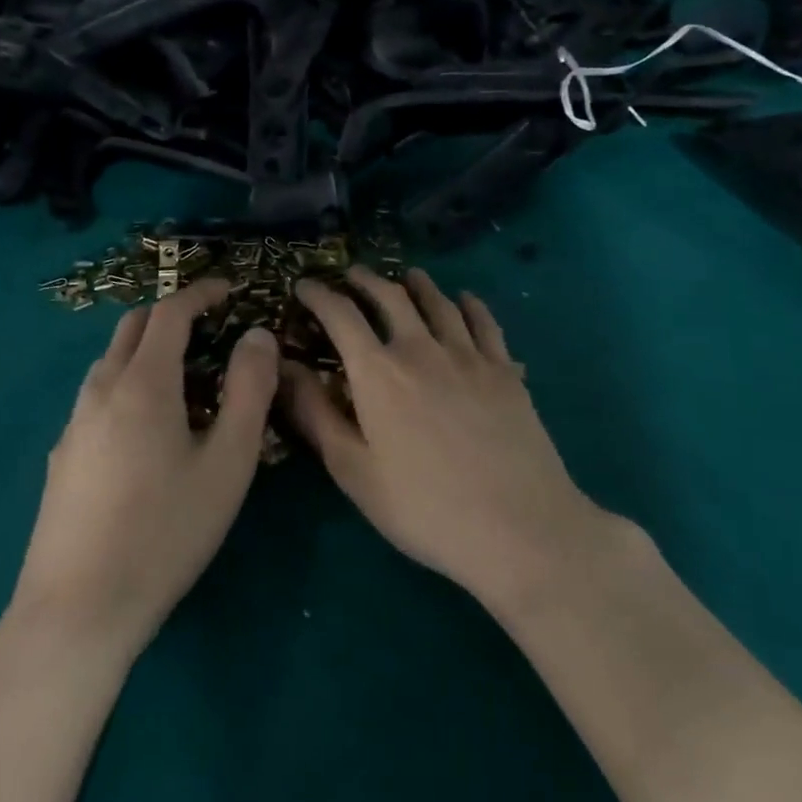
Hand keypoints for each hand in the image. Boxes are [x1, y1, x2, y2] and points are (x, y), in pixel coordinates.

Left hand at [8, 277, 277, 654]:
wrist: (76, 611)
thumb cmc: (165, 532)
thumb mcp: (227, 462)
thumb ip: (249, 390)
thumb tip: (257, 336)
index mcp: (143, 383)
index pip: (170, 312)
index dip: (200, 293)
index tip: (228, 289)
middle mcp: (101, 390)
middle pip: (133, 327)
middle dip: (171, 313)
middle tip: (209, 326)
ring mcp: (74, 424)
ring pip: (110, 361)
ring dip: (146, 348)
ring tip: (184, 375)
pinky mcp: (62, 457)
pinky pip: (97, 396)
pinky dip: (127, 382)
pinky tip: (145, 426)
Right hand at [287, 267, 612, 613]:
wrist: (518, 527)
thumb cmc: (424, 507)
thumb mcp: (354, 471)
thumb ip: (315, 414)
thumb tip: (284, 368)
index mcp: (379, 372)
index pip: (341, 315)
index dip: (318, 294)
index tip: (304, 284)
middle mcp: (421, 349)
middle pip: (390, 296)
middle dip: (366, 280)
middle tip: (353, 275)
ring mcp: (468, 356)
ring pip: (439, 302)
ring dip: (418, 284)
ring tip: (407, 276)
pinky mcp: (504, 370)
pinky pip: (484, 322)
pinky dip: (469, 304)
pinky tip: (465, 300)